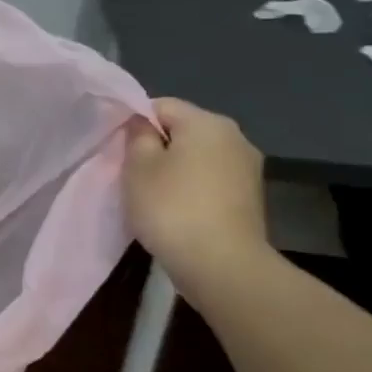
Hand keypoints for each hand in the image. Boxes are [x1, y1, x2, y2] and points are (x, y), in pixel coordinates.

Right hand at [123, 98, 269, 290]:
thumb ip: (137, 135)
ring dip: (175, 169)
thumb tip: (143, 123)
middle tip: (133, 172)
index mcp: (208, 122)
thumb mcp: (138, 165)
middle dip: (157, 146)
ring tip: (154, 194)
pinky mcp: (251, 198)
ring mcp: (248, 169)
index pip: (161, 106)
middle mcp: (235, 137)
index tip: (120, 149)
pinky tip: (178, 210)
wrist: (223, 266)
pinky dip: (193, 188)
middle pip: (183, 130)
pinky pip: (211, 179)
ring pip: (198, 156)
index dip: (136, 123)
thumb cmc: (172, 207)